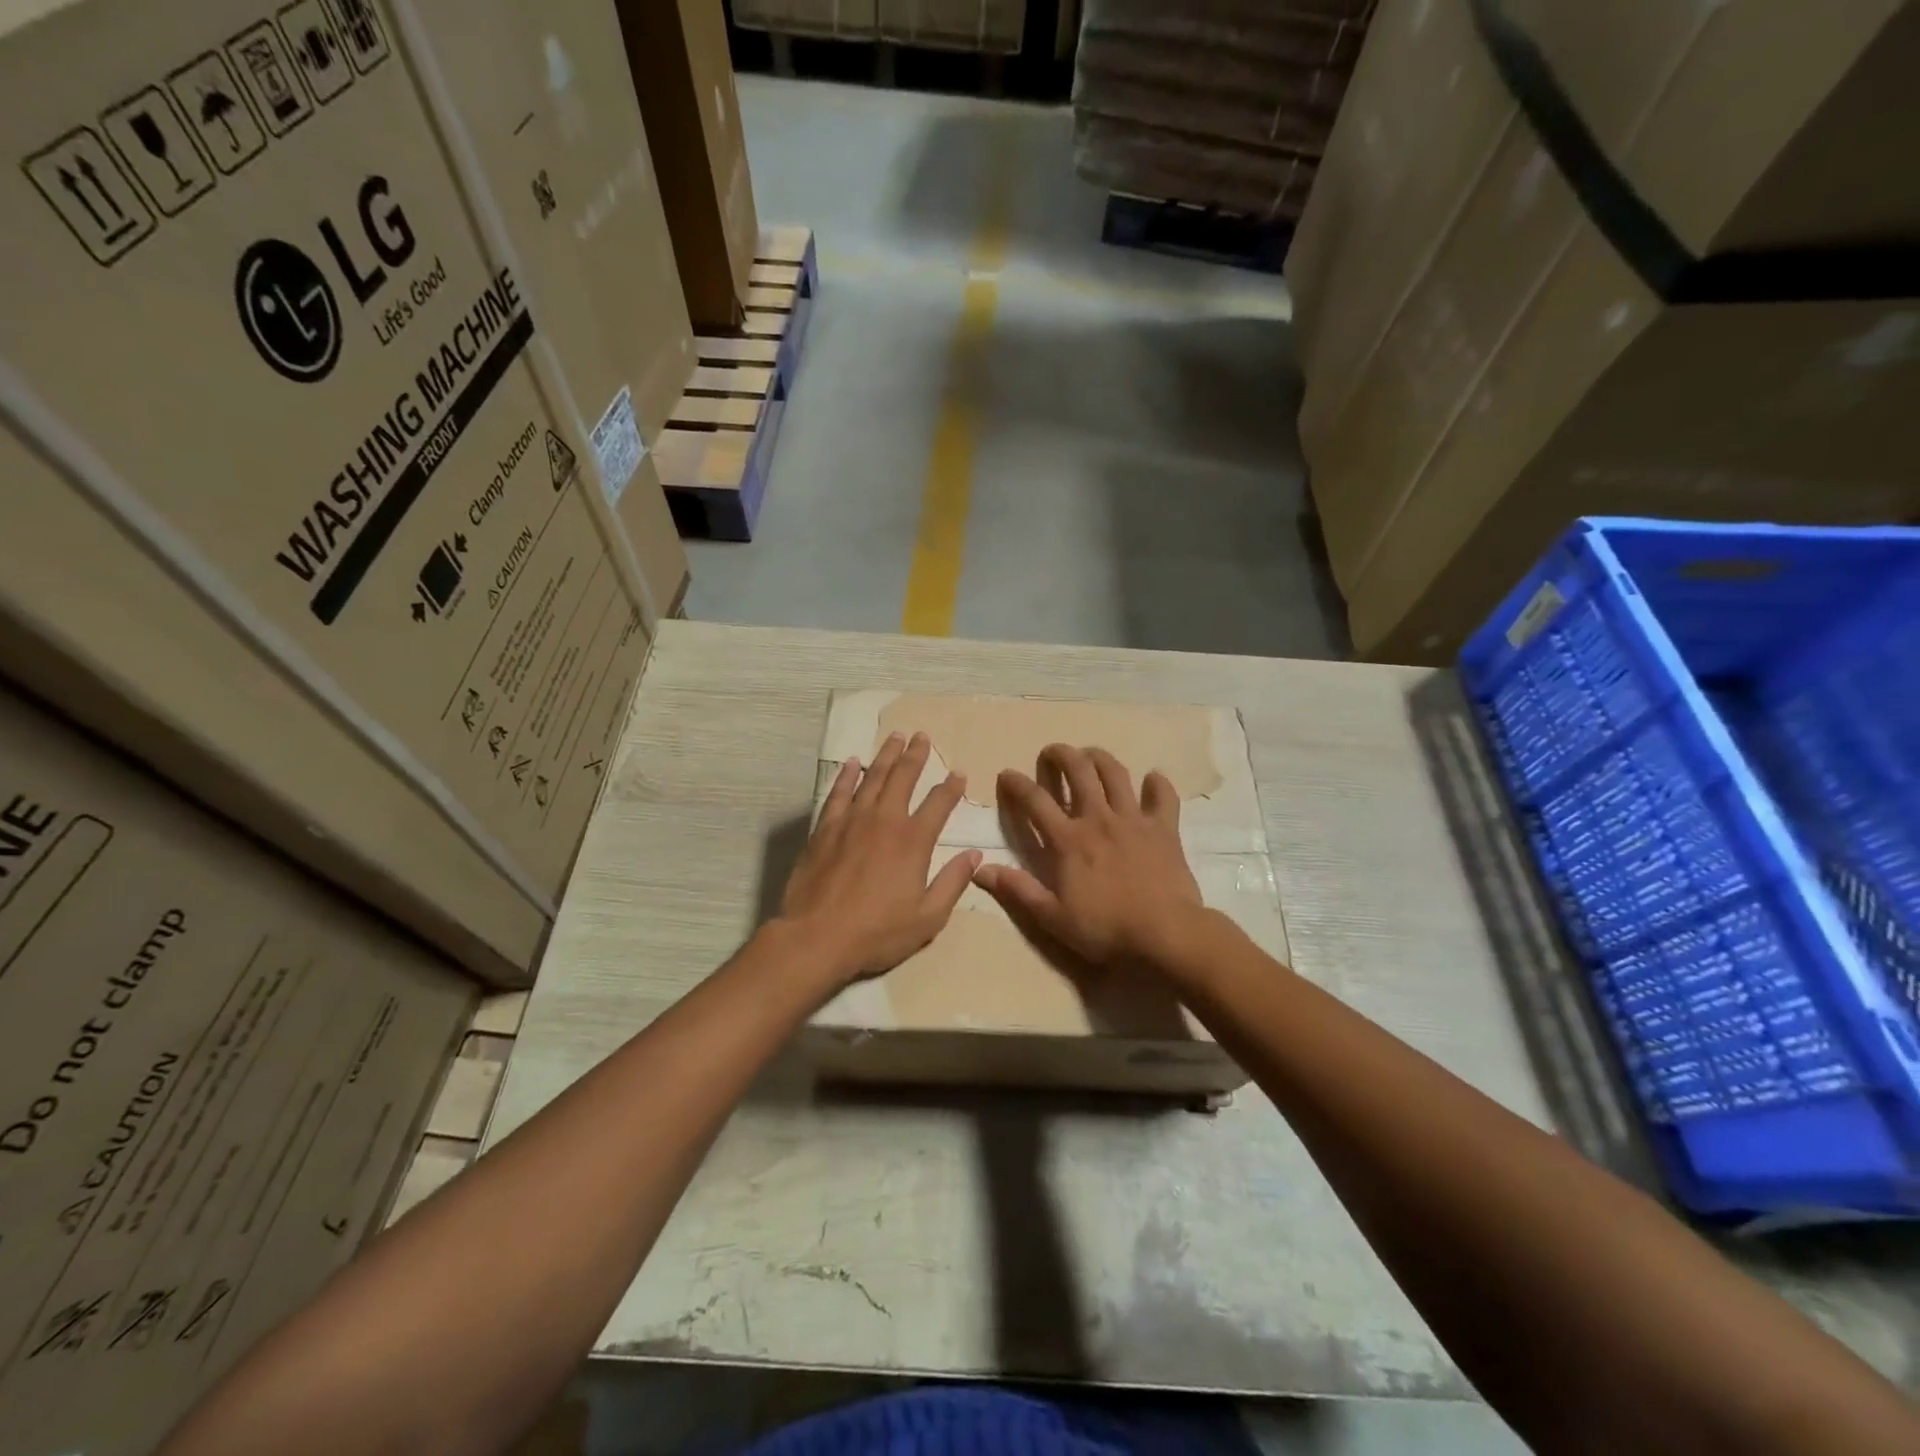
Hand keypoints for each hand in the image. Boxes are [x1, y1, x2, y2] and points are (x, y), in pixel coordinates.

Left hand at [778, 731, 980, 984]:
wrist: (817, 937)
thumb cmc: (877, 932)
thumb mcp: (928, 918)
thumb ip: (952, 883)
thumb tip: (975, 855)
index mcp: (913, 841)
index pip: (939, 804)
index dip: (951, 787)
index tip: (959, 773)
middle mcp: (884, 821)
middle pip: (903, 778)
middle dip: (916, 755)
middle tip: (922, 736)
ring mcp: (851, 821)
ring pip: (872, 778)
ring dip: (885, 756)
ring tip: (895, 737)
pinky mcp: (824, 829)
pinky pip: (838, 793)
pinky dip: (846, 775)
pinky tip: (851, 763)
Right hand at [975, 744, 1204, 969]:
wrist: (1165, 934)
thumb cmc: (1105, 928)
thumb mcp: (1053, 917)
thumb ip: (1018, 890)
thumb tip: (979, 870)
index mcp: (1068, 840)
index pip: (1034, 800)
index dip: (1016, 783)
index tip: (1006, 774)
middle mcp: (1098, 818)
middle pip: (1078, 771)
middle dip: (1060, 754)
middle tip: (1051, 752)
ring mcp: (1133, 819)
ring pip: (1115, 773)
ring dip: (1099, 757)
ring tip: (1090, 755)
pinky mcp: (1163, 828)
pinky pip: (1163, 796)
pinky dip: (1158, 783)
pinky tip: (1152, 778)